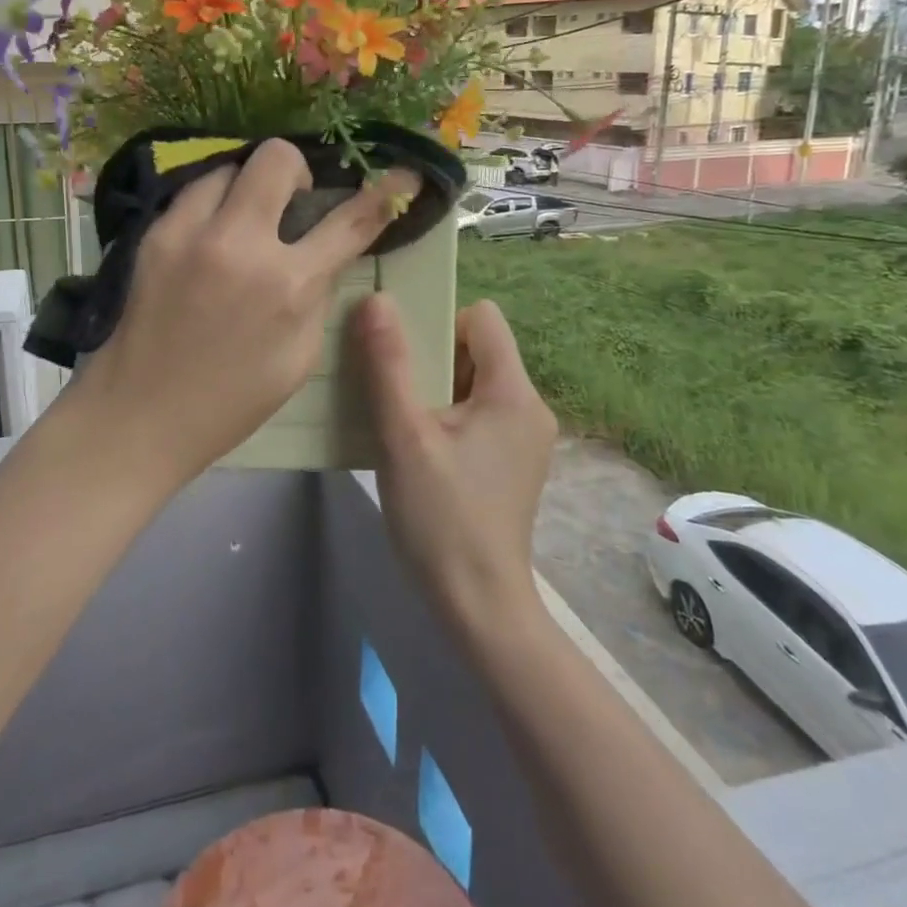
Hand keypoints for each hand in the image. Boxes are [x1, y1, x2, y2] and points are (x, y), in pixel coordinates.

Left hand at [77, 139, 417, 486]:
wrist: (139, 413)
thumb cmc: (230, 400)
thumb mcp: (299, 358)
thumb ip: (317, 295)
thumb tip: (323, 253)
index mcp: (287, 286)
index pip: (349, 223)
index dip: (383, 195)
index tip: (402, 176)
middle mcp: (241, 245)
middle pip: (278, 158)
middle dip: (296, 170)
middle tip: (290, 203)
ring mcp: (190, 232)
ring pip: (230, 165)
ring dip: (248, 186)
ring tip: (244, 220)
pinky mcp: (154, 233)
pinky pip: (193, 191)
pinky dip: (213, 202)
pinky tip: (210, 235)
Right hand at [356, 296, 557, 626]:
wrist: (477, 606)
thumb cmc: (441, 517)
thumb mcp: (404, 435)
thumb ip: (389, 364)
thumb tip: (376, 299)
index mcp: (513, 392)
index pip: (482, 317)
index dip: (439, 321)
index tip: (401, 353)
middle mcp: (529, 406)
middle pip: (476, 349)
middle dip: (429, 358)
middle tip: (390, 387)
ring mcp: (524, 437)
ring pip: (472, 382)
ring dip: (432, 389)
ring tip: (396, 418)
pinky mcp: (511, 462)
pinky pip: (476, 414)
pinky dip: (444, 416)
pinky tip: (414, 445)